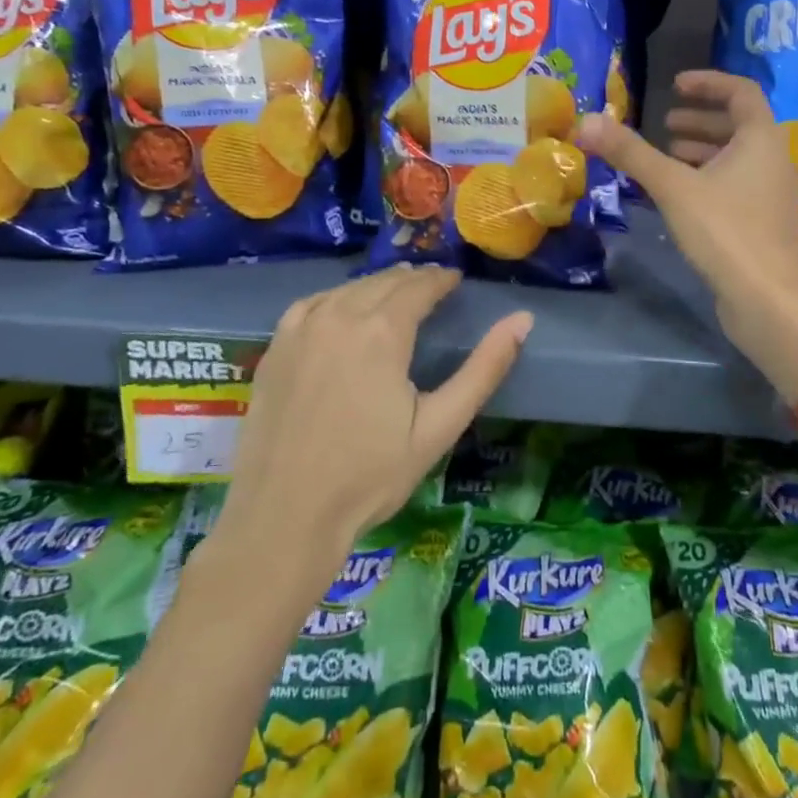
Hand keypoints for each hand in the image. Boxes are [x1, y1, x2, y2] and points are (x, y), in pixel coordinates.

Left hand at [206, 267, 532, 566]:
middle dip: (413, 280)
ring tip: (396, 295)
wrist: (284, 517)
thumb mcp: (439, 426)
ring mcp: (300, 330)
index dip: (442, 279)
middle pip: (384, 282)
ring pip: (348, 288)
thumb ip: (484, 369)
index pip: (420, 286)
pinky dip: (337, 298)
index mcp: (382, 332)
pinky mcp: (275, 348)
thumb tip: (522, 320)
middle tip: (434, 288)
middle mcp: (339, 316)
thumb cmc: (370, 476)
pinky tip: (343, 311)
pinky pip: (313, 304)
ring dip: (377, 286)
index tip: (457, 281)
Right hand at [577, 71, 797, 396]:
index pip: (741, 91)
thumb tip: (586, 121)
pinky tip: (681, 195)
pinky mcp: (766, 222)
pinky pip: (738, 184)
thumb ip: (632, 153)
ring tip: (669, 153)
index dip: (708, 82)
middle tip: (665, 124)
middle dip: (701, 120)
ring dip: (705, 150)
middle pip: (740, 125)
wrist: (768, 300)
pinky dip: (711, 177)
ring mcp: (774, 193)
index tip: (675, 85)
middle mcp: (775, 159)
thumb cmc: (725, 231)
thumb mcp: (673, 187)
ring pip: (739, 158)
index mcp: (763, 138)